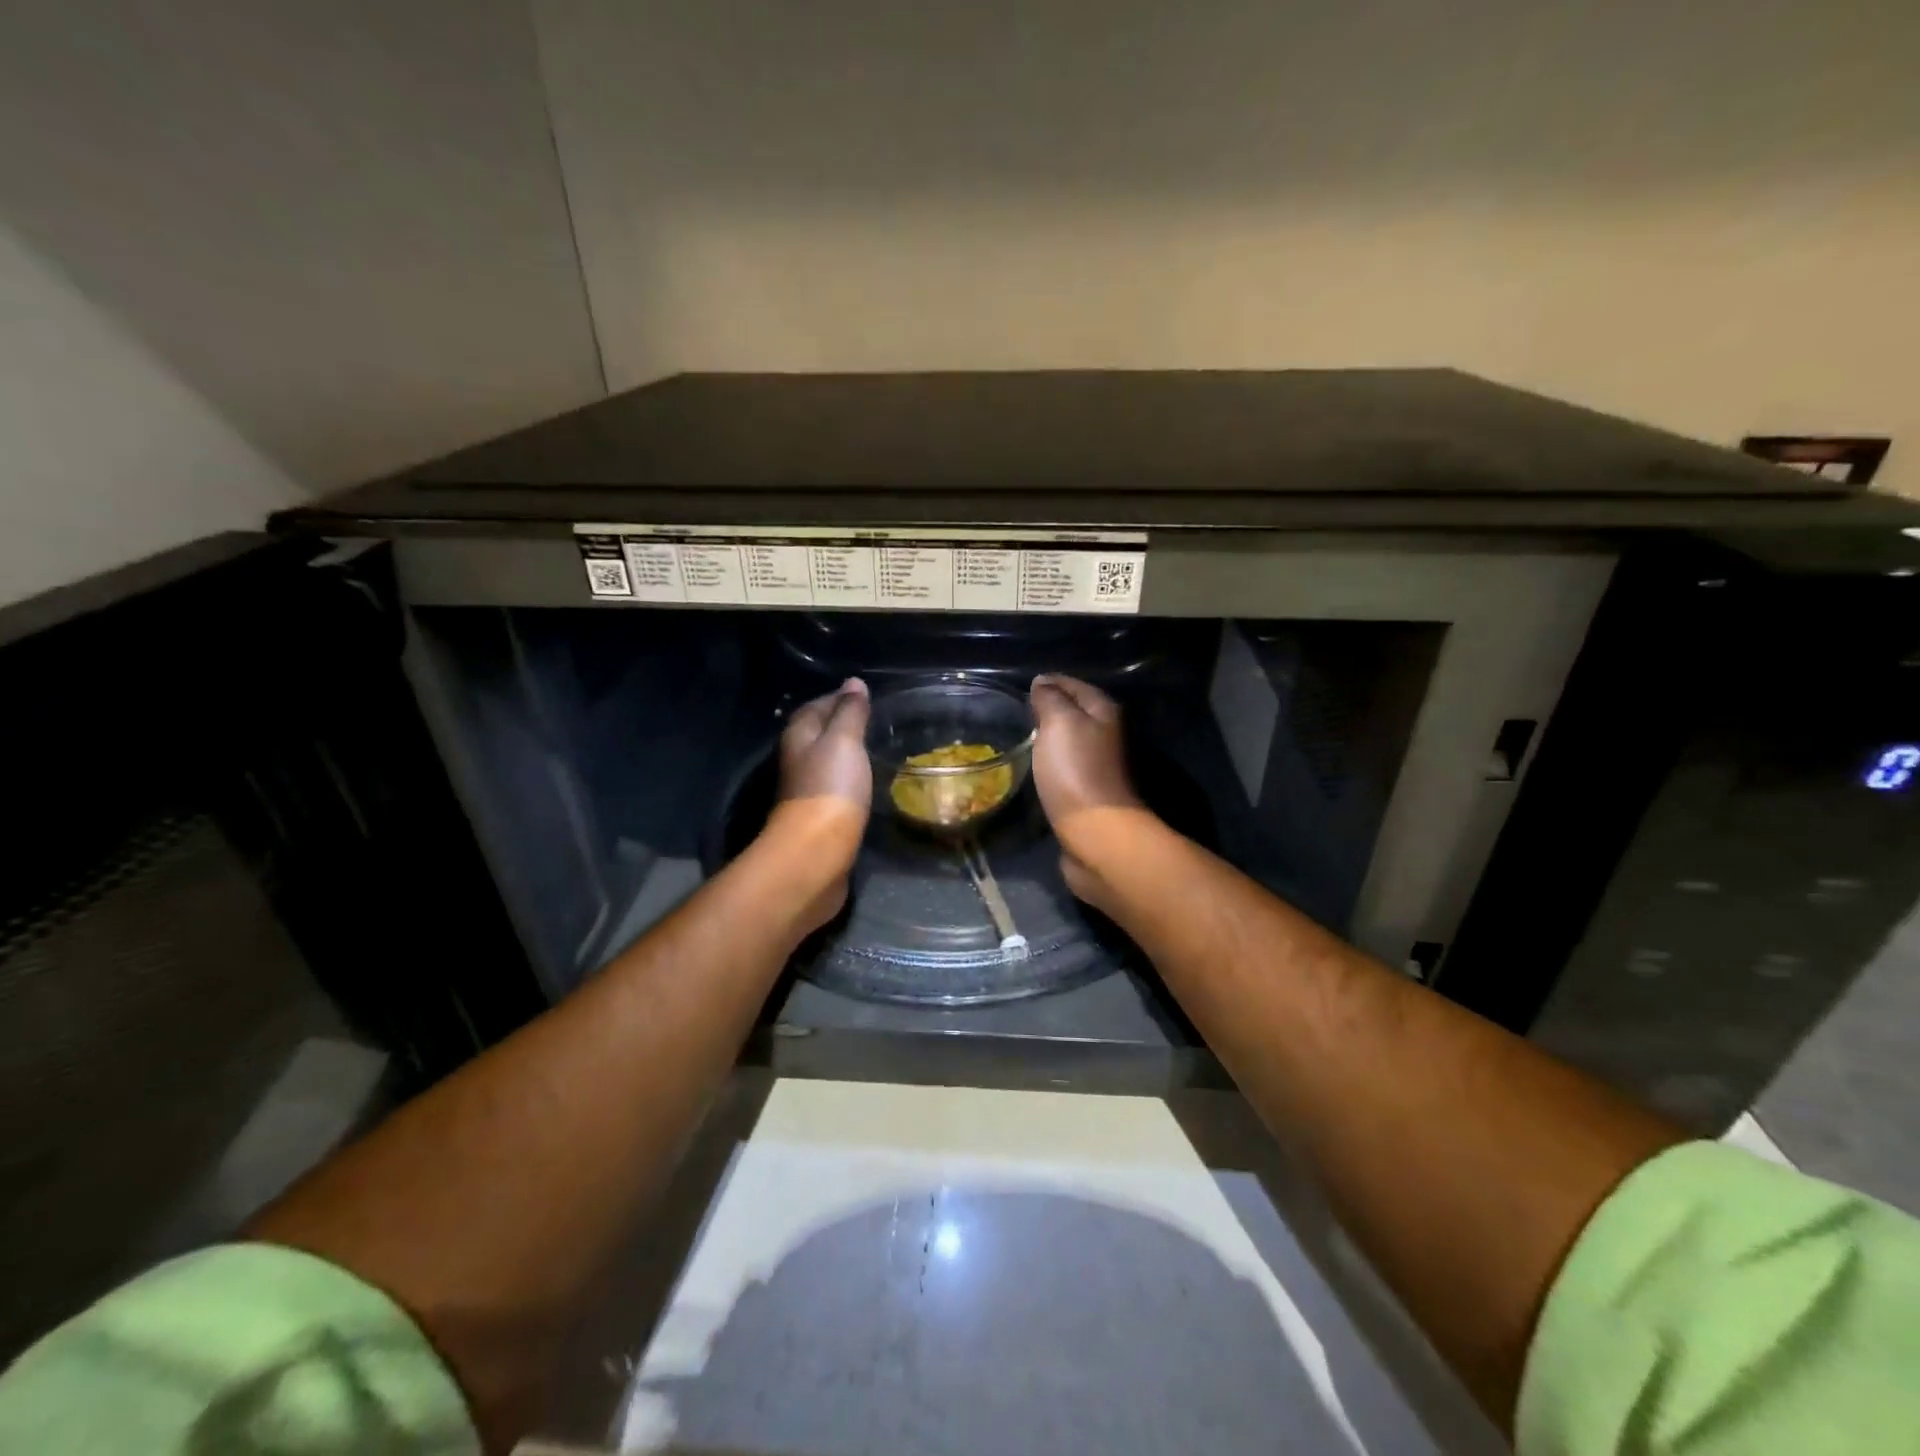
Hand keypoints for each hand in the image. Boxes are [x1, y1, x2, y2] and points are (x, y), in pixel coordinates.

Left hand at [770, 677, 871, 927]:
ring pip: (827, 761)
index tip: (865, 695)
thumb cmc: (829, 788)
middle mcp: (798, 760)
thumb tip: (854, 683)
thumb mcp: (843, 741)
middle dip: (842, 724)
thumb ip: (850, 712)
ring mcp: (808, 790)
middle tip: (875, 719)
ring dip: (847, 753)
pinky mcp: (821, 816)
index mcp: (799, 737)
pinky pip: (837, 786)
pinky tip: (868, 780)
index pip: (816, 707)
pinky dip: (851, 778)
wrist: (817, 853)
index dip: (838, 698)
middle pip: (818, 734)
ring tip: (876, 746)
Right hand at [1029, 674, 1149, 906]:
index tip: (1018, 686)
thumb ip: (1050, 698)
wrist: (1095, 833)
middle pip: (1072, 712)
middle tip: (1012, 711)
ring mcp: (1095, 766)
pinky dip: (1047, 763)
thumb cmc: (1076, 770)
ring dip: (1046, 738)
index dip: (1048, 682)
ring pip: (1067, 741)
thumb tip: (1042, 682)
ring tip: (1016, 736)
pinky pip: (1062, 767)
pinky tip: (1029, 766)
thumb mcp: (1059, 722)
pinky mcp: (1084, 793)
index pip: (1072, 684)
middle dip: (1046, 709)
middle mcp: (1104, 735)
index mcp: (1103, 712)